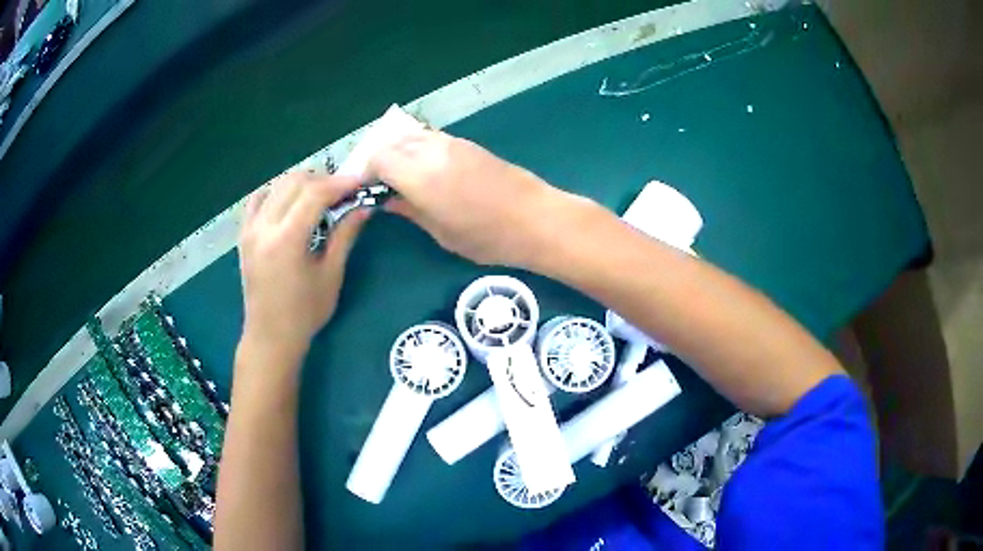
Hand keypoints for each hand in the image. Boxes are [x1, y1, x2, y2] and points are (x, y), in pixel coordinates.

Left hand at [238, 172, 368, 357]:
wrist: (270, 336)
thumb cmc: (304, 313)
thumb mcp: (330, 275)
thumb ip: (345, 236)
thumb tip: (365, 208)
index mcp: (286, 239)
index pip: (315, 193)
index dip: (341, 183)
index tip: (361, 182)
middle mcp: (264, 227)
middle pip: (295, 182)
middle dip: (323, 180)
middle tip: (344, 192)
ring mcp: (250, 228)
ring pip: (277, 185)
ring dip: (302, 183)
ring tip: (321, 196)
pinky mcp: (244, 234)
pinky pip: (258, 199)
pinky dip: (277, 191)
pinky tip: (291, 201)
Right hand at [369, 130, 577, 266]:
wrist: (535, 218)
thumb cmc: (487, 236)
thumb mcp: (441, 232)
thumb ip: (410, 210)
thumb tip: (387, 200)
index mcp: (419, 174)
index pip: (378, 159)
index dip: (366, 173)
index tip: (366, 190)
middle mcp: (432, 150)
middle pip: (392, 142)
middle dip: (380, 160)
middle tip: (380, 184)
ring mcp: (452, 143)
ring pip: (412, 136)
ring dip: (399, 151)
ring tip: (401, 177)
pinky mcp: (468, 143)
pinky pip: (431, 138)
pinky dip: (418, 148)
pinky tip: (425, 169)